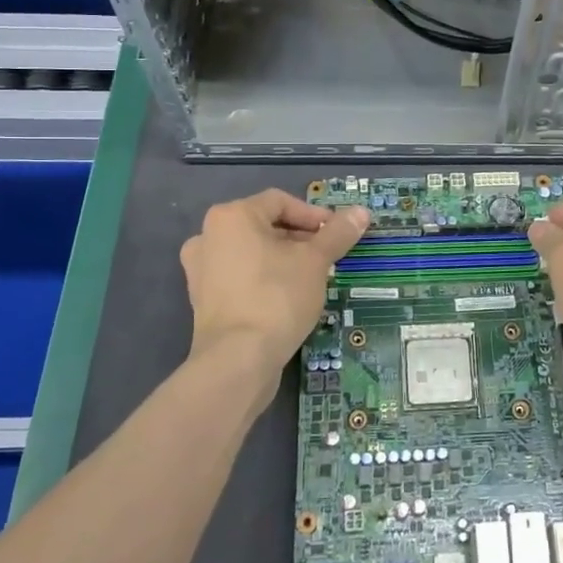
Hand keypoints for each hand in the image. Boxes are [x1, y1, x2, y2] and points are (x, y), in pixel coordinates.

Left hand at [179, 190, 369, 384]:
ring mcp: (201, 270)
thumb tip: (361, 212)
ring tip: (311, 277)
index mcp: (231, 217)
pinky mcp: (203, 299)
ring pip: (252, 252)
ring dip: (283, 259)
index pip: (280, 202)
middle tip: (327, 257)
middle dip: (300, 238)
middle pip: (264, 225)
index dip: (314, 215)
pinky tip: (287, 297)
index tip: (337, 234)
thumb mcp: (315, 261)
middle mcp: (208, 236)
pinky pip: (240, 276)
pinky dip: (264, 278)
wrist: (237, 360)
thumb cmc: (277, 297)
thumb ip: (337, 233)